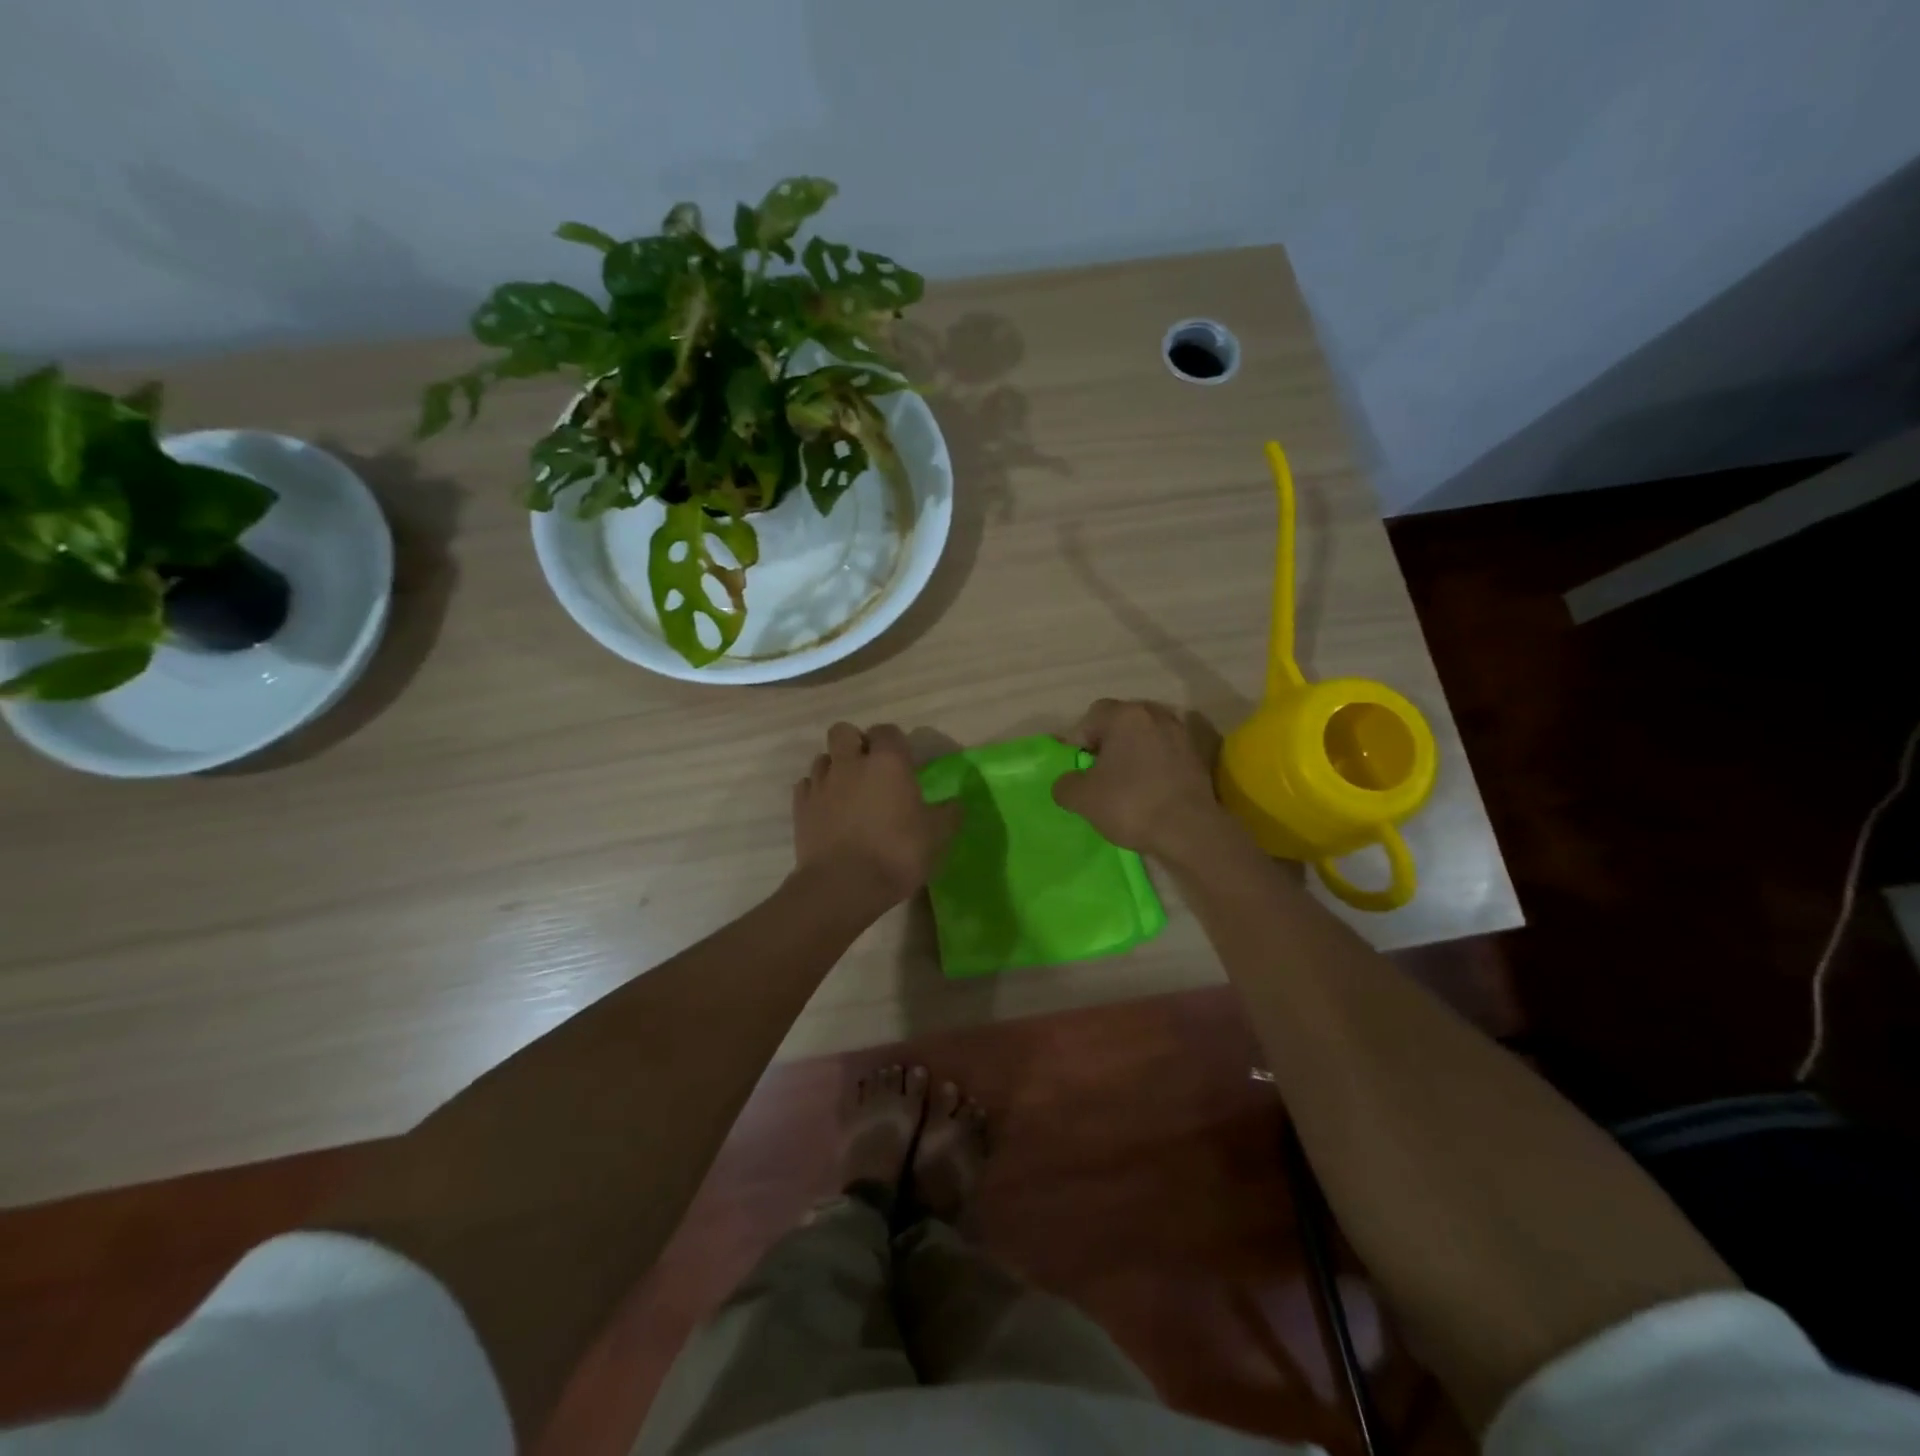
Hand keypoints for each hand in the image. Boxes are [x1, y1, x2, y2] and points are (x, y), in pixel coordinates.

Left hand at [792, 722, 962, 912]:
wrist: (843, 886)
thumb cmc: (896, 854)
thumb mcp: (936, 837)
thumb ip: (948, 815)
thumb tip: (956, 804)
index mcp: (888, 762)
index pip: (887, 731)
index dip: (894, 742)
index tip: (902, 762)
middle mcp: (851, 763)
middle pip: (844, 731)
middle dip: (855, 743)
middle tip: (869, 768)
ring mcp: (821, 783)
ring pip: (823, 758)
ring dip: (835, 767)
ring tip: (847, 791)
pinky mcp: (800, 807)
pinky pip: (807, 785)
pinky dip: (817, 792)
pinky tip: (827, 810)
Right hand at [1052, 699, 1239, 864]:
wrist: (1189, 830)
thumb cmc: (1131, 805)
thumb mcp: (1082, 798)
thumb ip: (1065, 784)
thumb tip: (1068, 783)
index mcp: (1125, 716)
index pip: (1091, 717)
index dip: (1079, 741)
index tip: (1079, 768)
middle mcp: (1156, 714)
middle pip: (1122, 722)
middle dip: (1109, 743)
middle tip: (1101, 773)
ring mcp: (1182, 733)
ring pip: (1148, 736)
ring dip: (1136, 752)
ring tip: (1129, 781)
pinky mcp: (1201, 754)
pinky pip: (1170, 751)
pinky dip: (1159, 763)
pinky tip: (1154, 786)